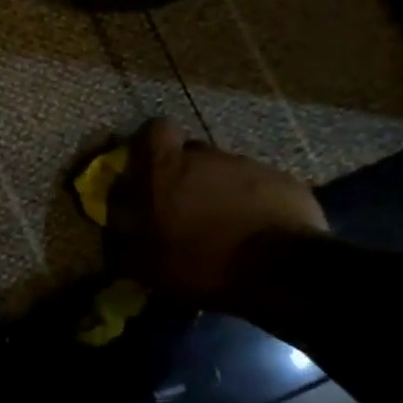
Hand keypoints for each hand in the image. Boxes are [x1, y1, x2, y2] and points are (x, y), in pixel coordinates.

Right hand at [109, 118, 328, 310]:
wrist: (280, 273)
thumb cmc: (202, 264)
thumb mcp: (149, 265)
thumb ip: (128, 242)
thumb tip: (117, 232)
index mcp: (166, 170)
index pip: (154, 130)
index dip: (152, 146)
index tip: (152, 169)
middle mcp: (206, 157)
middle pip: (193, 154)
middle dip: (189, 176)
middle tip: (189, 211)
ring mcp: (250, 166)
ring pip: (228, 172)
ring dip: (223, 194)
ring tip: (227, 229)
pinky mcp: (285, 182)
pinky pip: (261, 188)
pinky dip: (256, 205)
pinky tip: (257, 234)